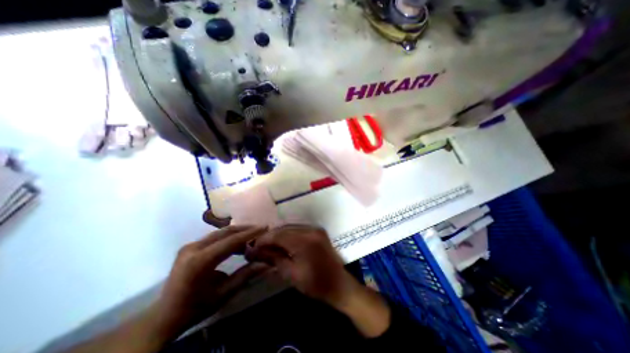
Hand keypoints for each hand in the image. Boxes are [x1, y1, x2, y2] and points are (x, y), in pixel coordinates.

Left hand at [156, 225, 268, 337]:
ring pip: (220, 232)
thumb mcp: (224, 293)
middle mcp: (193, 248)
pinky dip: (228, 238)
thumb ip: (246, 275)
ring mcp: (190, 246)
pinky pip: (214, 237)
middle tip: (261, 229)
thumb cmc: (195, 307)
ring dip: (237, 233)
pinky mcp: (190, 246)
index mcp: (200, 261)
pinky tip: (237, 245)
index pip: (231, 241)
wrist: (164, 316)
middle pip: (225, 232)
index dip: (250, 233)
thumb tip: (267, 264)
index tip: (265, 227)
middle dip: (245, 229)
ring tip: (252, 237)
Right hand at [245, 226, 353, 305]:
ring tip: (268, 245)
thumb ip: (273, 258)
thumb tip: (254, 251)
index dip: (263, 239)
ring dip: (278, 235)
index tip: (251, 247)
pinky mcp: (318, 230)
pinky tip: (282, 243)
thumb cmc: (315, 284)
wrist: (339, 284)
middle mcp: (310, 230)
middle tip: (258, 246)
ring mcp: (315, 228)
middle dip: (270, 236)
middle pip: (284, 228)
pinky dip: (288, 234)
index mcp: (304, 241)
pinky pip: (298, 229)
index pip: (278, 235)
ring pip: (291, 227)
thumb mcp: (291, 274)